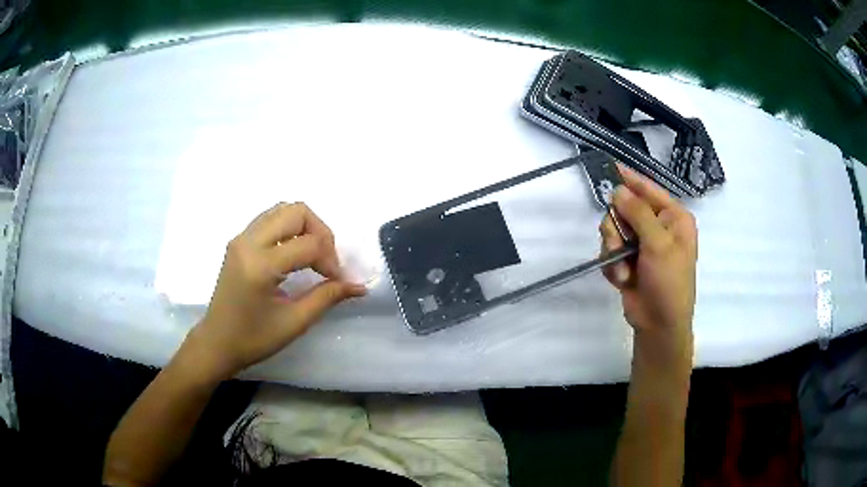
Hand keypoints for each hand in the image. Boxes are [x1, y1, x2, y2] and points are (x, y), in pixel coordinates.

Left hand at [182, 202, 366, 380]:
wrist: (216, 342)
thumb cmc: (254, 339)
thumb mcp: (294, 322)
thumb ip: (327, 297)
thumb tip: (359, 286)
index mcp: (260, 265)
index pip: (309, 244)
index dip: (331, 260)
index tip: (338, 282)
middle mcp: (248, 242)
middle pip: (297, 211)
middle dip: (321, 232)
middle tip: (326, 262)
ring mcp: (241, 238)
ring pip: (283, 209)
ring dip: (305, 227)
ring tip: (312, 256)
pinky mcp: (238, 241)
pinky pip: (270, 218)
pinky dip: (289, 228)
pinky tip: (293, 254)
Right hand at [599, 165, 696, 367]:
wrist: (659, 325)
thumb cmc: (669, 282)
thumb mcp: (658, 244)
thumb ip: (638, 214)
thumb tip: (618, 190)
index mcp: (673, 217)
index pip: (648, 189)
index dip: (629, 179)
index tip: (609, 167)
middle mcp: (658, 226)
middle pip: (624, 208)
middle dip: (617, 228)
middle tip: (618, 245)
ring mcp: (642, 244)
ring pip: (613, 229)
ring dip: (613, 251)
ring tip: (623, 271)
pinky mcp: (628, 260)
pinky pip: (609, 250)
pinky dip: (612, 265)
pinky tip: (621, 279)